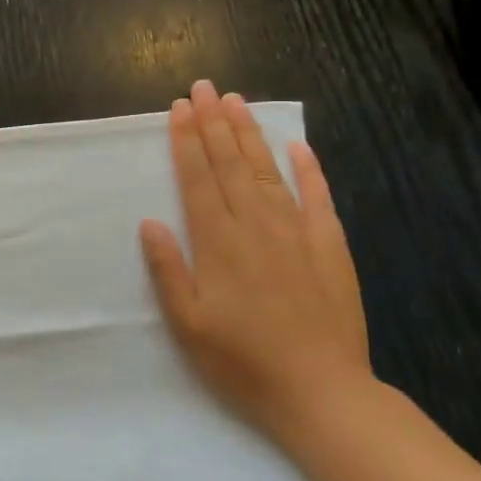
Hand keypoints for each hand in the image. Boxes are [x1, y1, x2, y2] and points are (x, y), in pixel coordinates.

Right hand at [138, 81, 373, 446]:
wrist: (322, 392)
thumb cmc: (242, 361)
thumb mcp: (187, 324)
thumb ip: (168, 270)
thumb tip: (150, 221)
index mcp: (218, 243)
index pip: (198, 178)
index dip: (186, 141)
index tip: (180, 109)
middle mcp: (256, 226)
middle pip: (230, 164)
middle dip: (214, 123)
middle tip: (204, 88)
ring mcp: (297, 233)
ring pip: (267, 170)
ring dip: (249, 134)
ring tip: (236, 102)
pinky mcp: (330, 246)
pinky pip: (318, 196)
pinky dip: (308, 168)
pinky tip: (297, 146)